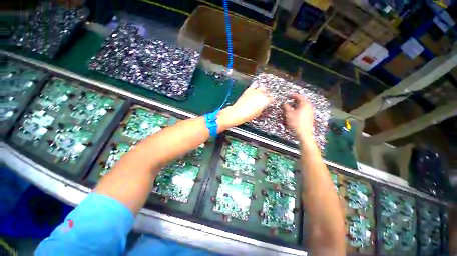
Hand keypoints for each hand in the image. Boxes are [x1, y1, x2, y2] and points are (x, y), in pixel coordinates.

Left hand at [219, 83, 272, 127]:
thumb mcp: (258, 113)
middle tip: (264, 98)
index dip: (270, 100)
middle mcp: (261, 94)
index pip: (271, 98)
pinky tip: (252, 93)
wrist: (238, 112)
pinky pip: (253, 87)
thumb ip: (261, 108)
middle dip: (265, 94)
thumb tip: (262, 106)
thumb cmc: (249, 115)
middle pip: (266, 91)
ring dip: (260, 91)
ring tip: (258, 94)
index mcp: (265, 101)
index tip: (269, 102)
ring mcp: (254, 91)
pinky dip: (253, 90)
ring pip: (260, 88)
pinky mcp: (248, 90)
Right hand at [284, 93, 313, 140]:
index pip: (299, 96)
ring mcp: (310, 112)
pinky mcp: (310, 117)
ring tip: (291, 107)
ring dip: (297, 105)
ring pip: (303, 106)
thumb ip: (286, 107)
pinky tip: (295, 113)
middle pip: (302, 101)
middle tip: (289, 101)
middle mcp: (309, 107)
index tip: (287, 96)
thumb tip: (284, 103)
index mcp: (304, 104)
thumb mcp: (288, 114)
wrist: (303, 133)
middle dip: (295, 101)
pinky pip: (304, 110)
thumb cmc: (295, 122)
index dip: (293, 95)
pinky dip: (299, 110)